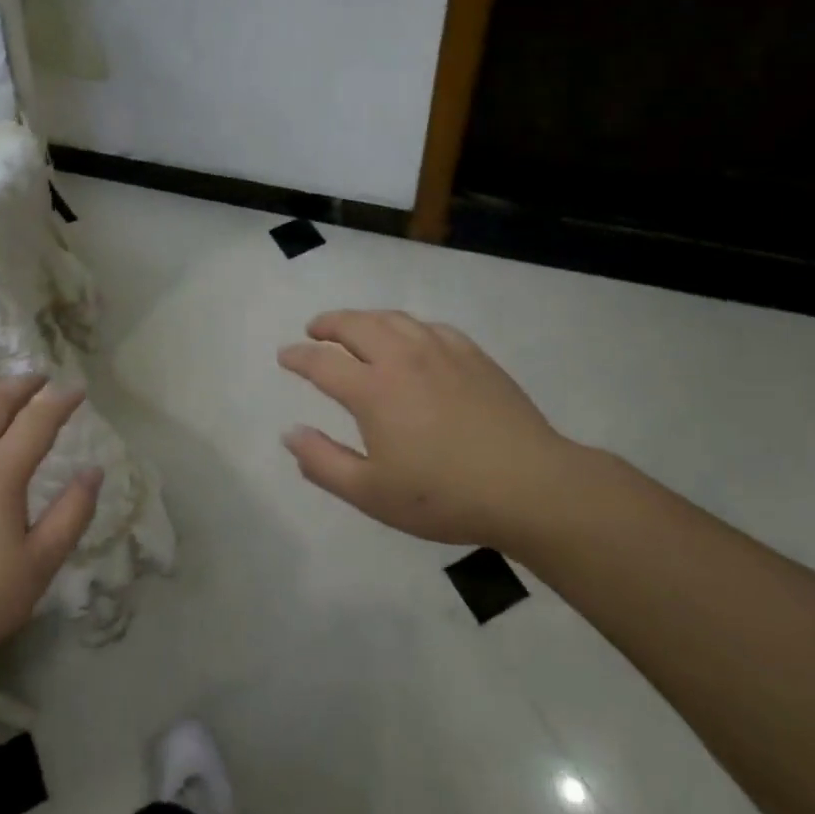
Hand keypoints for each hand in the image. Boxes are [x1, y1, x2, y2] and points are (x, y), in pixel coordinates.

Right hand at [277, 310, 583, 547]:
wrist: (529, 486)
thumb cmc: (443, 495)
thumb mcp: (371, 493)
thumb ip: (323, 462)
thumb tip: (290, 433)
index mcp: (372, 390)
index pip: (322, 362)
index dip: (298, 357)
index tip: (285, 356)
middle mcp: (402, 358)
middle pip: (355, 325)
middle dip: (328, 324)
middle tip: (314, 330)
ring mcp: (441, 351)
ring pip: (393, 318)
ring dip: (365, 318)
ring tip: (355, 327)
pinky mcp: (473, 355)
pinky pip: (430, 327)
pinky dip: (407, 326)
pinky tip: (411, 339)